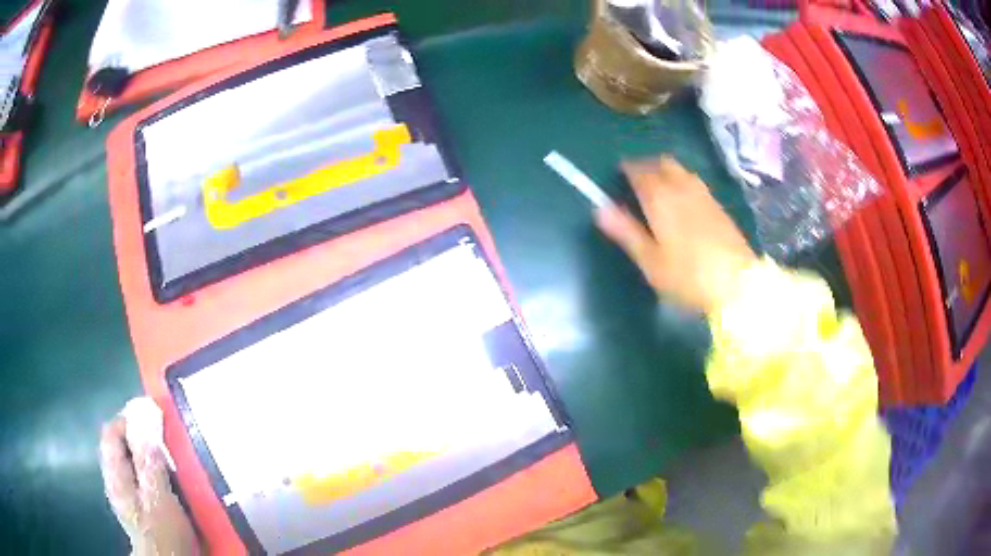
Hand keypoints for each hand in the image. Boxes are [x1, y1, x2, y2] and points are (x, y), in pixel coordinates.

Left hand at [100, 415, 198, 554]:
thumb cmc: (163, 531)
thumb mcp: (159, 496)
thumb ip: (149, 460)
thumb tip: (144, 421)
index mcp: (116, 475)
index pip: (111, 433)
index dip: (127, 420)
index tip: (150, 417)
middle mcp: (115, 481)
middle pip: (120, 447)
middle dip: (138, 438)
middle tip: (162, 439)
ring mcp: (125, 496)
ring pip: (130, 463)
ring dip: (145, 455)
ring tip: (167, 459)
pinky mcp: (137, 509)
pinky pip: (138, 478)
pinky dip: (149, 472)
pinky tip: (165, 482)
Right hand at [596, 156, 755, 312]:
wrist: (737, 283)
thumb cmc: (688, 276)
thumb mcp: (651, 261)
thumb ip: (626, 232)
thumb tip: (600, 209)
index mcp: (660, 198)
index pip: (639, 171)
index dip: (628, 169)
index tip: (620, 173)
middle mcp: (682, 188)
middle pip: (662, 163)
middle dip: (648, 165)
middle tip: (638, 179)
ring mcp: (704, 195)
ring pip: (681, 170)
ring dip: (667, 171)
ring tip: (660, 187)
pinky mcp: (719, 206)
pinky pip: (695, 182)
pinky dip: (683, 182)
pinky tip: (684, 201)